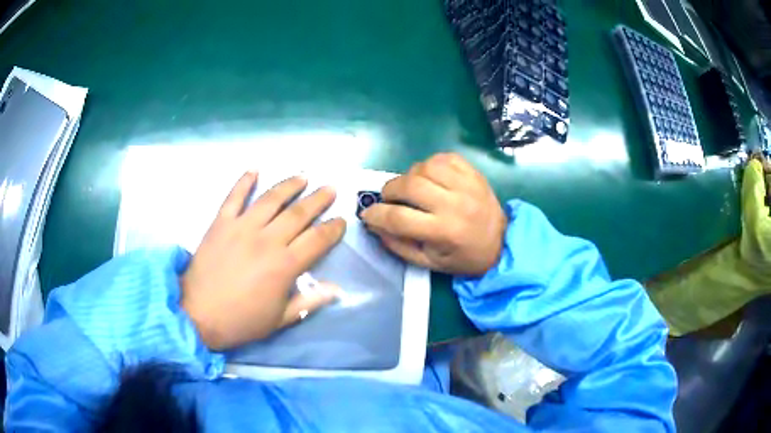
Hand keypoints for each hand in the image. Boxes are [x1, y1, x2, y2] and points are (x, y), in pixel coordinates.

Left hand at [180, 172, 345, 350]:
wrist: (198, 314)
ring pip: (271, 199)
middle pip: (298, 214)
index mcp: (284, 265)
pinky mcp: (220, 223)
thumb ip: (309, 301)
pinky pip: (234, 197)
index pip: (317, 240)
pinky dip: (244, 181)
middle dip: (318, 200)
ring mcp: (242, 227)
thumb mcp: (279, 319)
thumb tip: (336, 289)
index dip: (333, 229)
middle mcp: (266, 240)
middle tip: (330, 189)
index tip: (341, 220)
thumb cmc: (241, 321)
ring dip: (289, 185)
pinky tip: (254, 170)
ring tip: (303, 176)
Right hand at [361, 153, 506, 275]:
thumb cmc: (463, 257)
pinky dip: (429, 165)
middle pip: (409, 185)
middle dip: (389, 190)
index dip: (376, 214)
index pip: (399, 218)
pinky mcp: (473, 173)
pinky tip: (430, 177)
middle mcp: (455, 204)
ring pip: (424, 166)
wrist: (502, 243)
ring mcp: (466, 185)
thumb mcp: (429, 263)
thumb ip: (399, 246)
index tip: (368, 214)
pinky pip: (443, 158)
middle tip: (389, 199)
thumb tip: (375, 224)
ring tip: (413, 188)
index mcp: (444, 232)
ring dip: (410, 176)